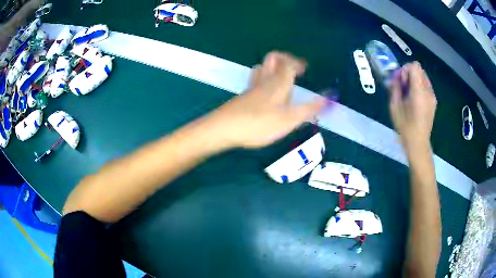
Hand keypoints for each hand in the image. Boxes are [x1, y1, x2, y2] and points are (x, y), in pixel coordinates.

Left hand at [207, 52, 326, 148]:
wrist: (223, 129)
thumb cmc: (259, 124)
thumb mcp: (289, 119)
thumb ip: (310, 108)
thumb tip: (330, 97)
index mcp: (278, 84)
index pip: (288, 64)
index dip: (297, 62)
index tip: (305, 68)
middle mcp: (264, 81)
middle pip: (272, 59)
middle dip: (284, 59)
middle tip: (294, 69)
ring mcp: (251, 88)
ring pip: (261, 69)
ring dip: (272, 68)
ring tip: (281, 79)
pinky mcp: (243, 97)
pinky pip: (255, 81)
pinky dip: (264, 80)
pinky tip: (266, 94)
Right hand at [388, 62, 436, 153]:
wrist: (418, 144)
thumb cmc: (405, 128)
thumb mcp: (394, 107)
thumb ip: (395, 89)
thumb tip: (394, 79)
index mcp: (419, 93)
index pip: (414, 67)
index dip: (405, 69)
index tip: (400, 81)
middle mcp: (428, 92)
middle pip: (419, 69)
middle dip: (409, 73)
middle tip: (402, 86)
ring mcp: (432, 96)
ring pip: (423, 77)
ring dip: (414, 80)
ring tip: (408, 93)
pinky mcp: (434, 101)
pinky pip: (426, 85)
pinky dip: (419, 86)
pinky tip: (414, 98)